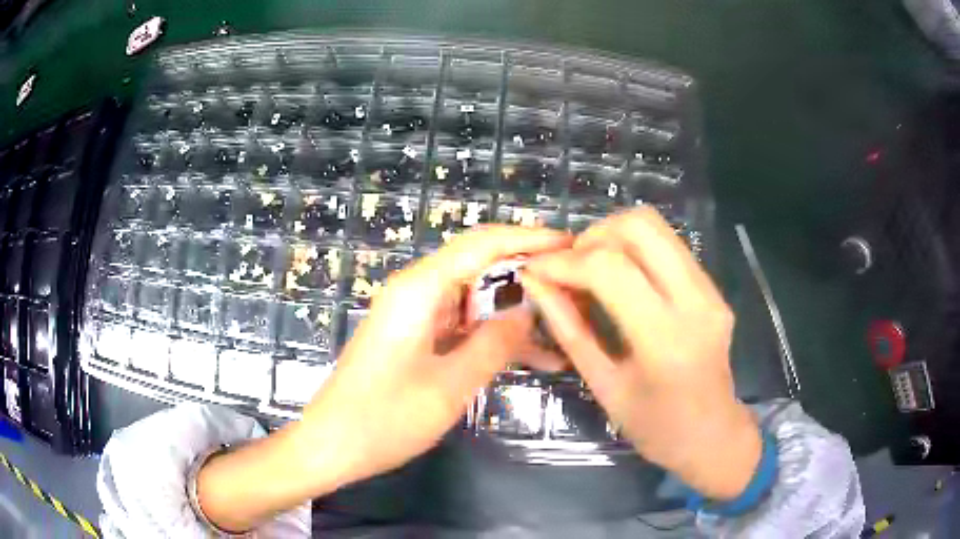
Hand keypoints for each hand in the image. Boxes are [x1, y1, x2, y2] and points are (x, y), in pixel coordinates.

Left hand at [197, 226, 570, 532]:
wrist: (332, 444)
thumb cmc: (384, 418)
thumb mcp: (449, 385)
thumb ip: (494, 344)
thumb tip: (528, 311)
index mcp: (419, 290)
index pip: (482, 244)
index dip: (529, 238)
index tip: (570, 244)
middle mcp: (416, 292)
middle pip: (481, 268)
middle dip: (528, 276)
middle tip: (575, 289)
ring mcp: (415, 317)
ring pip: (476, 301)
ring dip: (515, 315)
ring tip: (565, 329)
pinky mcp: (416, 339)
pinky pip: (463, 327)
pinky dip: (494, 338)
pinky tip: (533, 358)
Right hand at [522, 208, 760, 499]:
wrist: (712, 435)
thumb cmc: (654, 427)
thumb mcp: (603, 385)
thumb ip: (568, 329)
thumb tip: (535, 283)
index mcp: (665, 339)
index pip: (610, 269)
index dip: (565, 262)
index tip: (537, 270)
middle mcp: (695, 302)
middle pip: (641, 226)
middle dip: (594, 236)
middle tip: (571, 266)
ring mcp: (710, 290)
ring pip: (657, 226)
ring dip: (614, 237)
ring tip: (591, 270)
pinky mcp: (714, 288)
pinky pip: (668, 246)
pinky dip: (634, 250)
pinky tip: (620, 280)